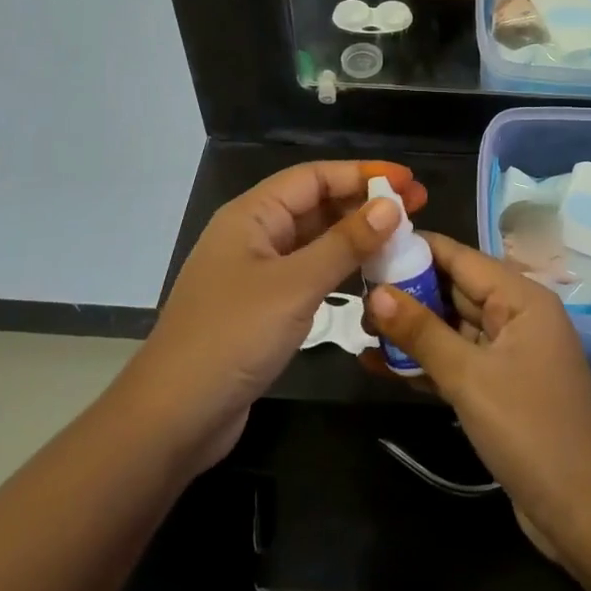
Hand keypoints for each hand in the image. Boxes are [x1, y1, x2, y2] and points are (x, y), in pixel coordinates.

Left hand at [128, 161, 427, 471]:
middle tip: (417, 208)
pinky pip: (309, 272)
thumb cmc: (232, 338)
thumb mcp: (295, 286)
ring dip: (355, 236)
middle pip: (315, 204)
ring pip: (314, 240)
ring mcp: (257, 272)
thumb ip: (344, 244)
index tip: (407, 181)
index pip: (314, 176)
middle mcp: (254, 235)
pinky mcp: (263, 306)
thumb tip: (390, 206)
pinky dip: (340, 269)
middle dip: (363, 203)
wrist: (174, 417)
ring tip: (402, 238)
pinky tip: (370, 275)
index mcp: (252, 215)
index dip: (362, 173)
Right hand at [366, 233, 590, 566]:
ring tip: (361, 331)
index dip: (415, 249)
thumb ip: (421, 332)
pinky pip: (456, 361)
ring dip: (411, 330)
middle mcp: (516, 316)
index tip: (369, 246)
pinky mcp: (499, 387)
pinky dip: (424, 362)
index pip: (460, 257)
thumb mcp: (469, 378)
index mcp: (522, 298)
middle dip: (407, 292)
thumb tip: (376, 292)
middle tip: (355, 296)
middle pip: (454, 289)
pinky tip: (380, 366)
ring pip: (451, 327)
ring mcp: (508, 353)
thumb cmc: (530, 431)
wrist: (583, 514)